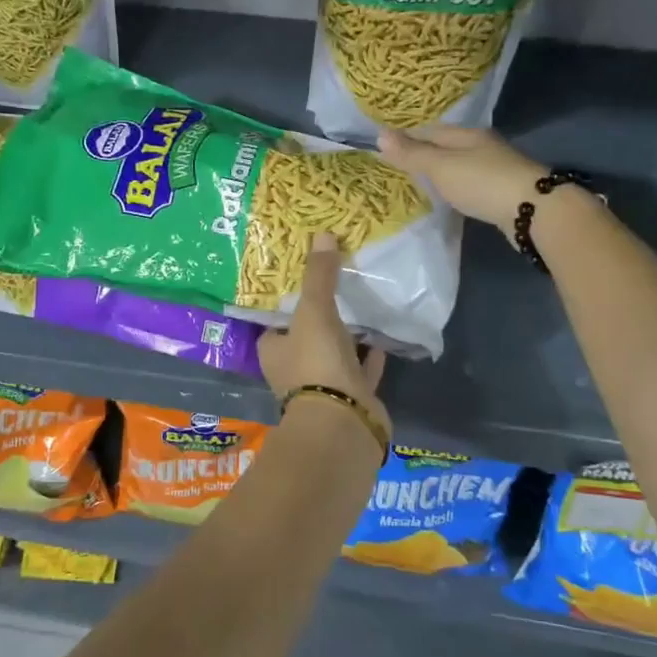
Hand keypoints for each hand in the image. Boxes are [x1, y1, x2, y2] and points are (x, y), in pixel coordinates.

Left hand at [258, 232, 389, 445]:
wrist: (343, 421)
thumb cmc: (316, 363)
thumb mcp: (314, 312)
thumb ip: (319, 276)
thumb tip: (322, 235)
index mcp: (274, 351)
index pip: (275, 324)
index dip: (286, 306)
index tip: (303, 283)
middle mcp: (293, 371)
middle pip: (305, 339)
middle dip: (318, 321)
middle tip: (335, 290)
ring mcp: (323, 388)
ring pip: (333, 356)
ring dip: (345, 339)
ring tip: (360, 309)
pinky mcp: (352, 399)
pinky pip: (361, 373)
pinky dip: (369, 359)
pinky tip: (381, 340)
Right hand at [379, 124, 546, 230]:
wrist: (533, 210)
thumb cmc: (482, 183)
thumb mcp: (440, 167)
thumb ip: (412, 154)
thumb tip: (379, 134)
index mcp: (467, 134)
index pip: (430, 130)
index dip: (407, 138)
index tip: (386, 148)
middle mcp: (483, 146)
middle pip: (447, 146)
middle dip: (425, 153)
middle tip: (401, 166)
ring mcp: (497, 168)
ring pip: (461, 164)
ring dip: (442, 171)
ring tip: (422, 182)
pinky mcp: (504, 191)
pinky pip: (472, 183)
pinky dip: (457, 186)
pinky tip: (451, 196)